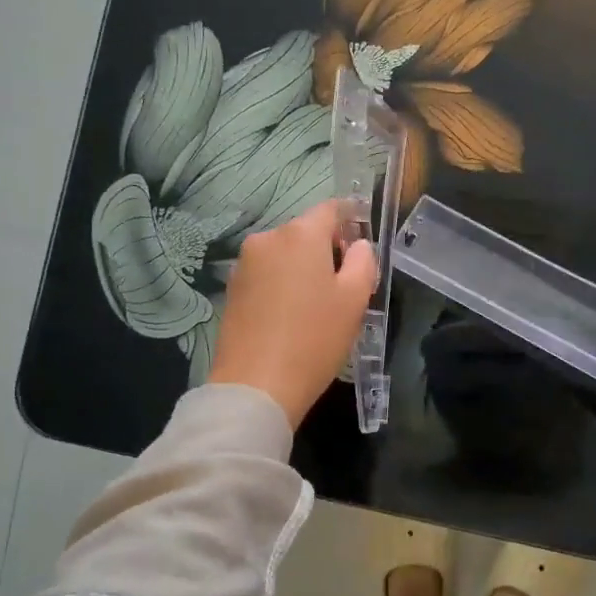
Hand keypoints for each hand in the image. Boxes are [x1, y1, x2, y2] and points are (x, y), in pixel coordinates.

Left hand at [208, 199, 378, 428]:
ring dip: (302, 269)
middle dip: (326, 249)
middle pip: (305, 232)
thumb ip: (363, 261)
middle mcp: (267, 239)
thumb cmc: (314, 339)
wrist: (256, 386)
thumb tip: (357, 246)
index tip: (362, 243)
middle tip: (344, 284)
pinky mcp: (232, 289)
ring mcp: (244, 264)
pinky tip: (290, 316)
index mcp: (300, 234)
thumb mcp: (354, 300)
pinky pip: (266, 275)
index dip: (351, 219)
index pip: (331, 209)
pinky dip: (282, 285)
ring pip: (284, 255)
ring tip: (317, 305)